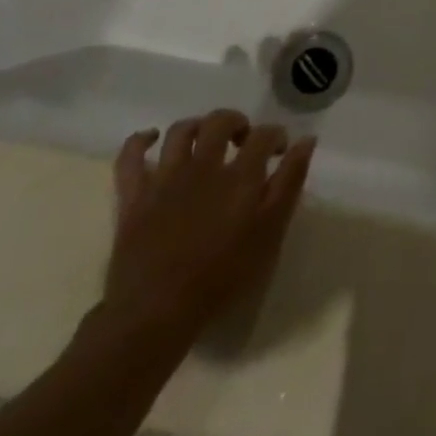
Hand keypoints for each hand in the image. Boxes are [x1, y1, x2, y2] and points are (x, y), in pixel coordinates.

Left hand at [103, 111, 314, 347]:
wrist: (156, 314)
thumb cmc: (221, 277)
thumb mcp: (270, 233)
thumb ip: (289, 182)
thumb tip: (307, 140)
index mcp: (239, 174)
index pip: (264, 134)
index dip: (276, 136)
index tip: (281, 150)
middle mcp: (203, 165)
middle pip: (220, 122)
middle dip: (236, 122)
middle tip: (243, 140)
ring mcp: (165, 179)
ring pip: (180, 132)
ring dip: (196, 126)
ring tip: (205, 139)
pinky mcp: (133, 198)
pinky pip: (129, 159)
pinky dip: (139, 141)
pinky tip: (151, 138)